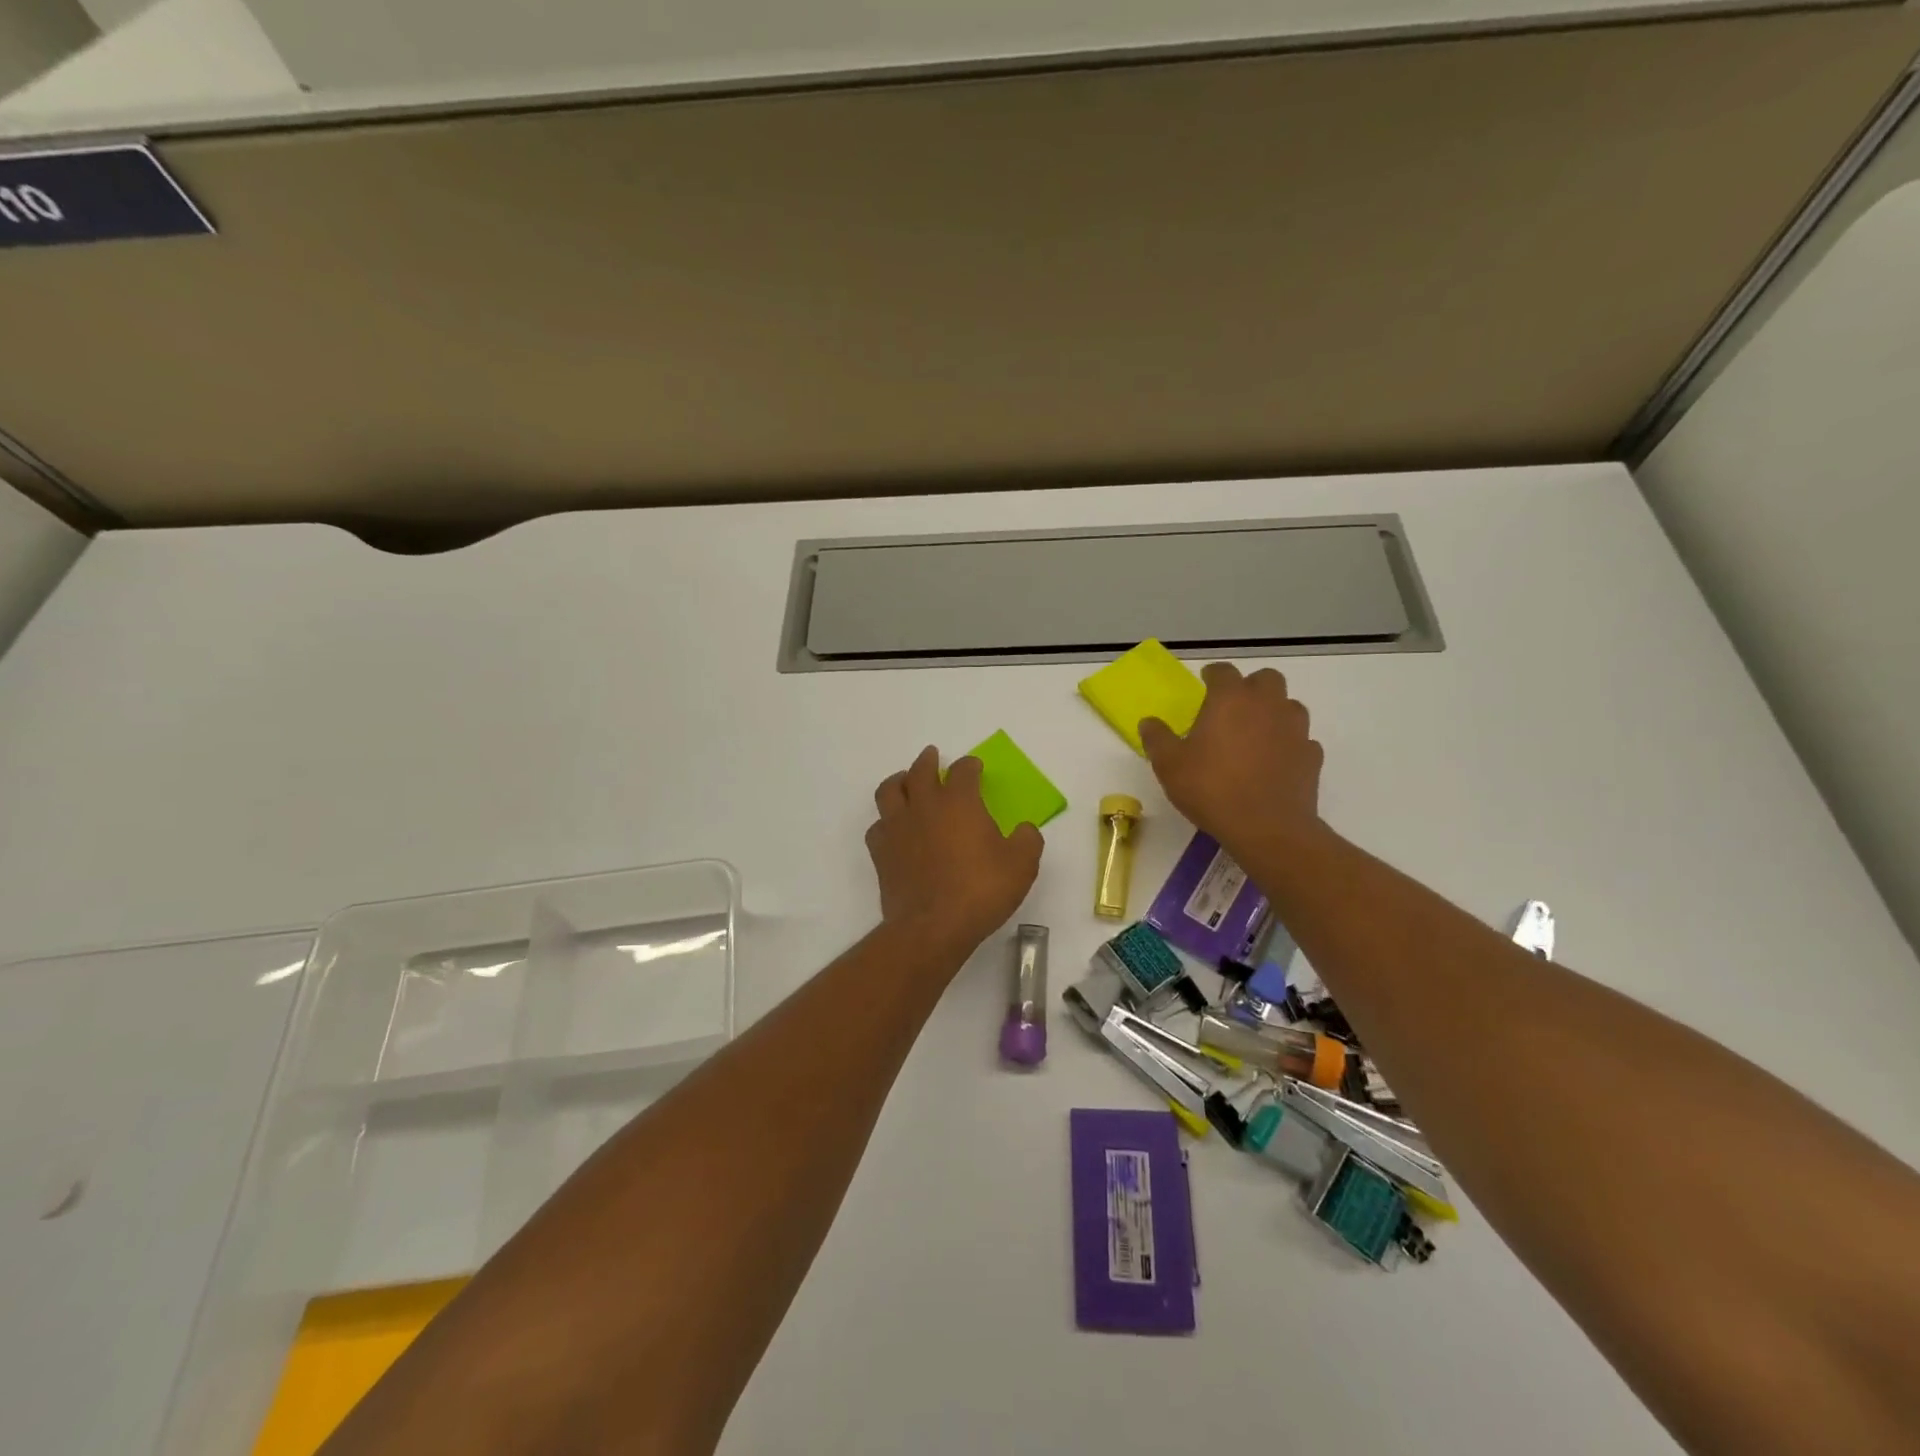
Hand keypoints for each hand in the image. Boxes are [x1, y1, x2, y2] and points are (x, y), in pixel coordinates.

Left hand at [866, 747, 1042, 954]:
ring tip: (903, 781)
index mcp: (959, 802)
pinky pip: (878, 826)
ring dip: (898, 781)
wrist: (933, 926)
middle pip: (920, 771)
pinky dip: (885, 821)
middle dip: (928, 761)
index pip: (963, 771)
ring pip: (889, 791)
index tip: (975, 767)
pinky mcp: (881, 852)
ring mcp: (898, 828)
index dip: (970, 766)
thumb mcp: (1021, 865)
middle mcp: (925, 806)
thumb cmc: (981, 890)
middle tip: (933, 757)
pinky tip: (893, 828)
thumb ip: (1028, 840)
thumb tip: (1025, 830)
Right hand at [1140, 663, 1325, 860]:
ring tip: (1256, 734)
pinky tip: (1275, 761)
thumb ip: (1158, 739)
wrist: (1267, 827)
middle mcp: (1267, 705)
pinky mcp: (1311, 756)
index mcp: (1230, 699)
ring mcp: (1295, 729)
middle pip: (1266, 679)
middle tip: (1233, 707)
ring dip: (1274, 712)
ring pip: (1289, 706)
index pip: (1223, 671)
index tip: (1204, 683)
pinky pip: (1301, 739)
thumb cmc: (1211, 788)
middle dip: (1250, 687)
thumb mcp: (1169, 765)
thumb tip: (1149, 722)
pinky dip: (1289, 744)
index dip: (1212, 675)